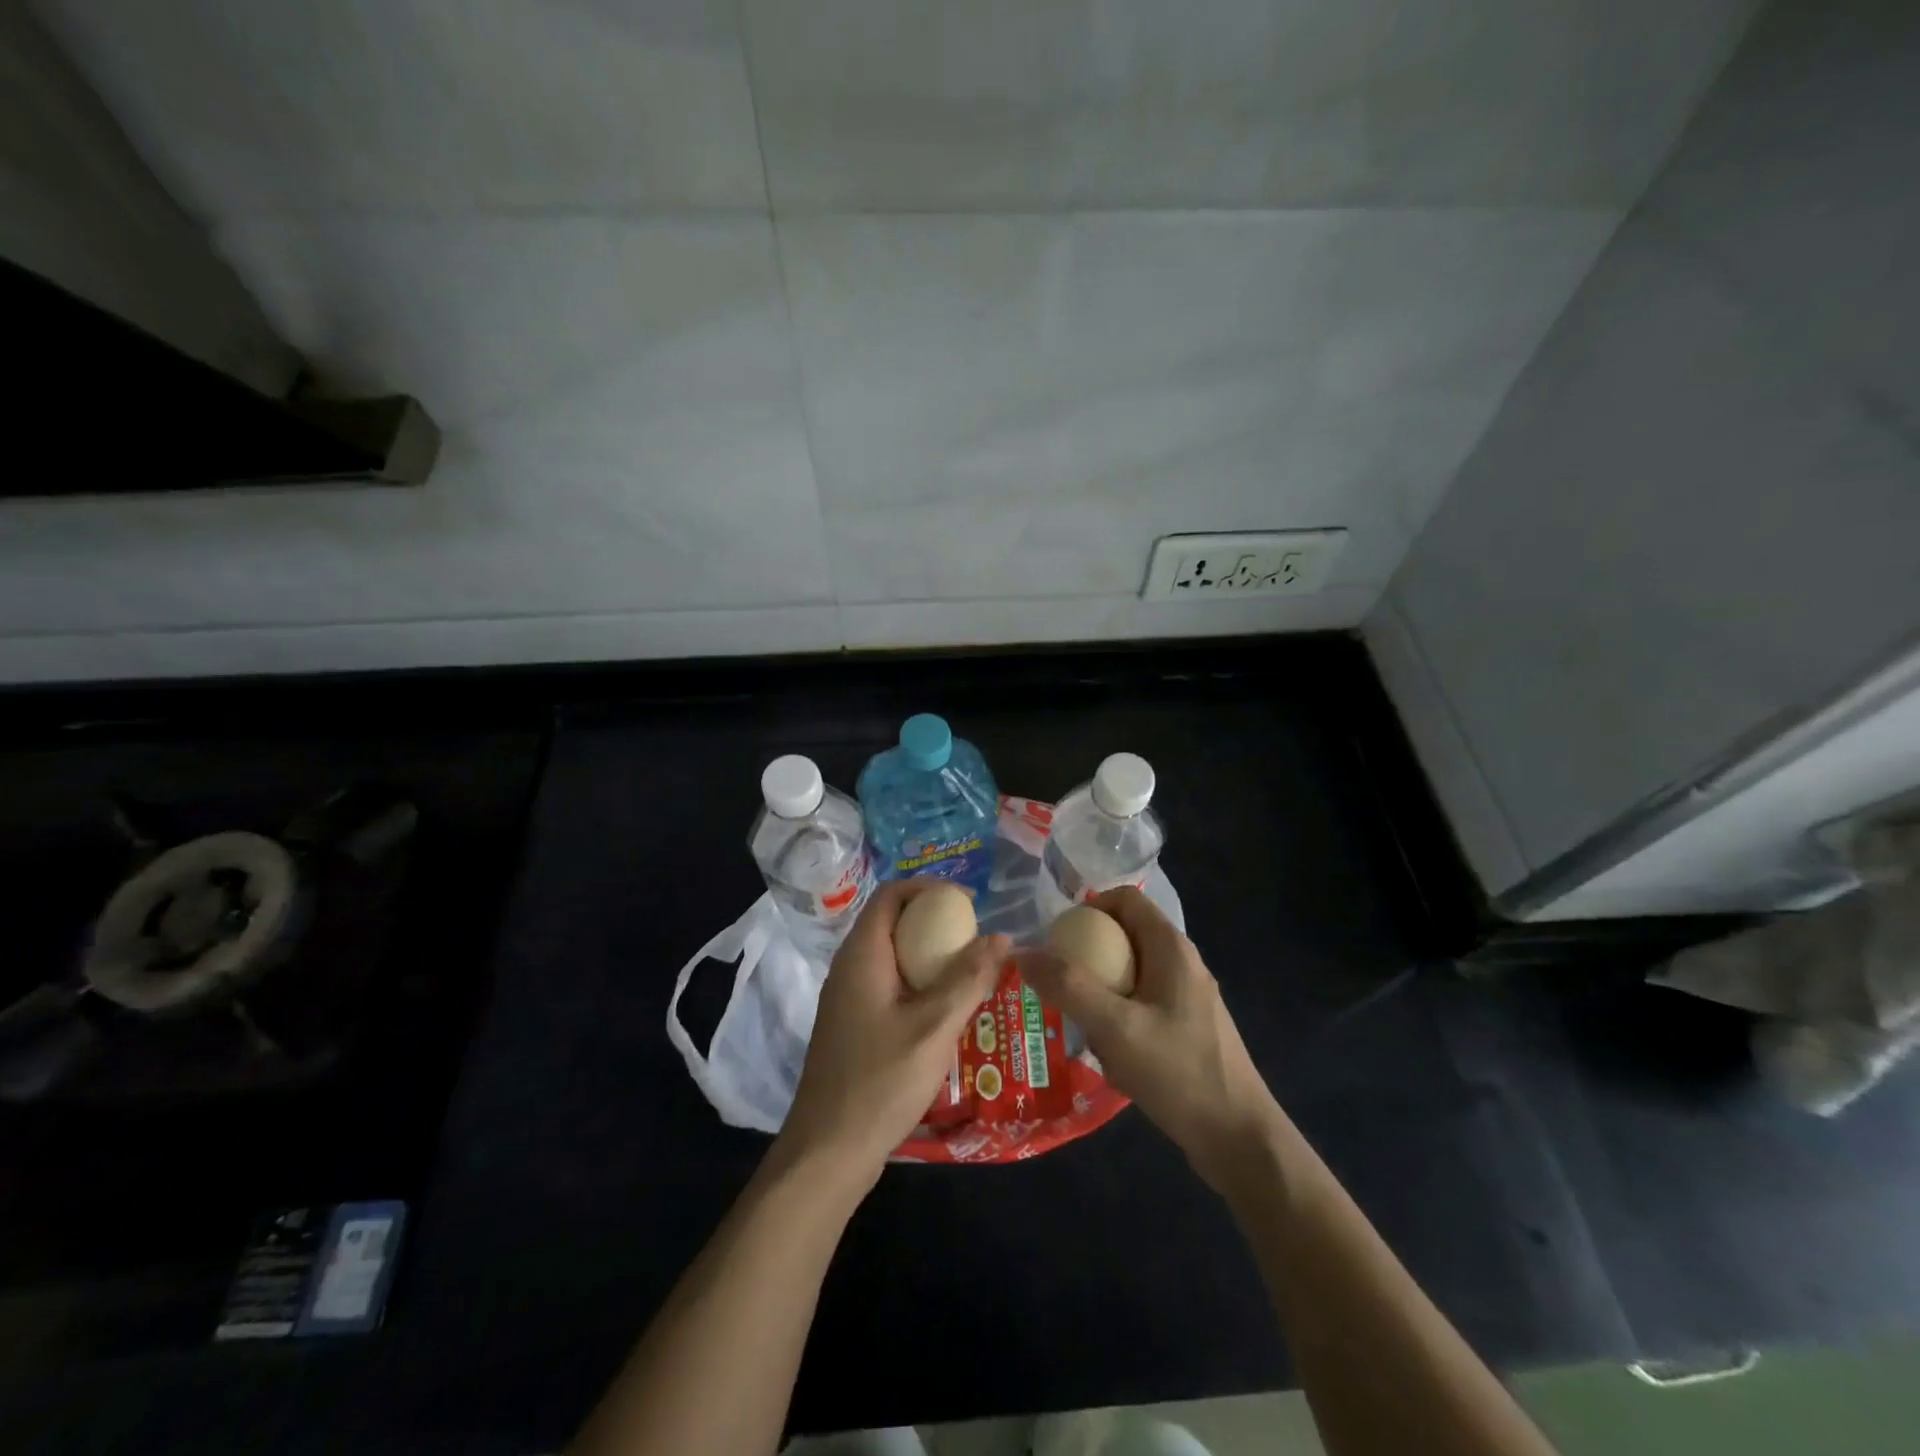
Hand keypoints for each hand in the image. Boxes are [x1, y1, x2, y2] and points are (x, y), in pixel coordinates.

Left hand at [777, 880, 1006, 1190]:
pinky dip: (918, 981)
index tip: (968, 903)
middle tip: (975, 938)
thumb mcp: (935, 1028)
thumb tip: (1001, 936)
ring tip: (969, 970)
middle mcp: (849, 967)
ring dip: (928, 954)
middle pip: (892, 921)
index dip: (930, 888)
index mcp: (862, 955)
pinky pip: (888, 983)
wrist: (828, 1150)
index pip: (891, 894)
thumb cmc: (881, 1081)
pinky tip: (945, 1010)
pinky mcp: (853, 1024)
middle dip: (934, 921)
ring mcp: (847, 997)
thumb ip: (969, 979)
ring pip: (891, 955)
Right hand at [1017, 886, 1279, 1191]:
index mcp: (1171, 948)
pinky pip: (1141, 1003)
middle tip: (1057, 984)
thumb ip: (1068, 987)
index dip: (1088, 907)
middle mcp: (1182, 963)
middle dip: (1087, 955)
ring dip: (1100, 991)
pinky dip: (1118, 1017)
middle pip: (1124, 935)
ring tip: (1079, 1024)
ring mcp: (1187, 997)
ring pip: (1131, 973)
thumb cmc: (1178, 1072)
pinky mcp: (1187, 1027)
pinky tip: (1108, 1053)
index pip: (1125, 898)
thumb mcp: (1115, 1027)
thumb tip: (1022, 953)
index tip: (1057, 939)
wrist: (1238, 1139)